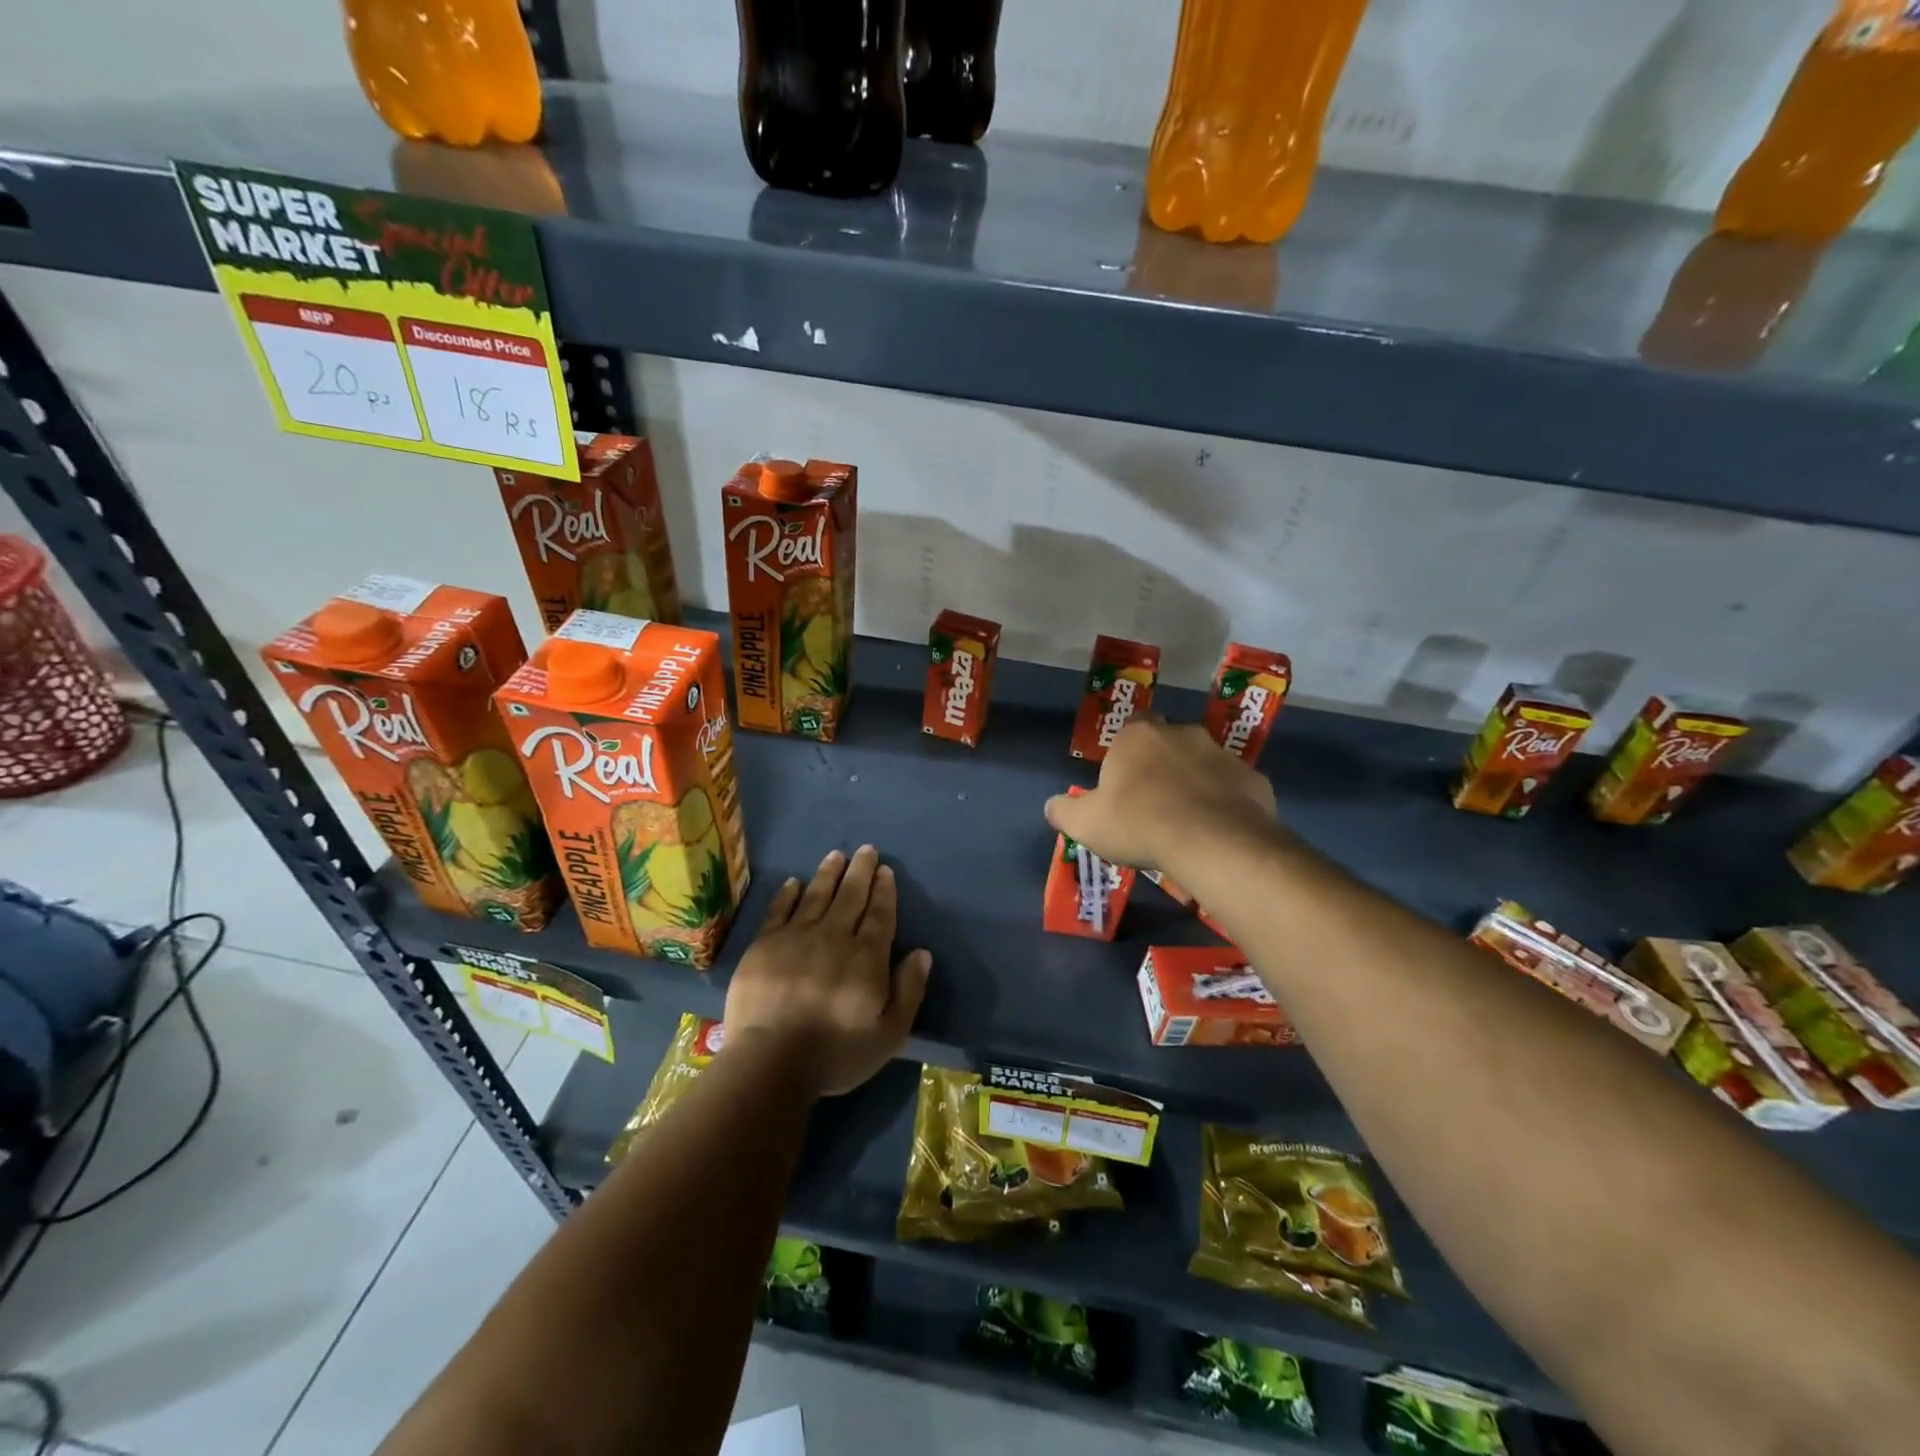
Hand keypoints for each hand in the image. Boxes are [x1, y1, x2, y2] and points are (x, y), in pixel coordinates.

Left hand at [722, 845, 932, 1097]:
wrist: (770, 1062)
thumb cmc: (836, 1053)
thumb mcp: (889, 1034)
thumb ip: (908, 990)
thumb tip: (922, 953)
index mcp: (866, 956)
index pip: (879, 914)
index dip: (883, 891)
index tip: (885, 870)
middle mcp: (833, 937)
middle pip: (850, 896)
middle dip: (860, 871)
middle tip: (866, 850)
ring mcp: (795, 937)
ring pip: (816, 896)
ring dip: (828, 874)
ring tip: (836, 855)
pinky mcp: (764, 945)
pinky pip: (779, 910)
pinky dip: (788, 894)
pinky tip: (794, 882)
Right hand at [1045, 717, 1278, 875]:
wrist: (1213, 843)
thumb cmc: (1139, 824)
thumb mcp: (1085, 824)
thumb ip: (1063, 811)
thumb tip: (1052, 806)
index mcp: (1138, 737)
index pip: (1131, 727)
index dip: (1126, 753)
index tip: (1123, 782)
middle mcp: (1182, 734)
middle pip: (1169, 743)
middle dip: (1162, 765)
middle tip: (1154, 803)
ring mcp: (1222, 755)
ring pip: (1204, 764)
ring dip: (1196, 783)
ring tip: (1187, 821)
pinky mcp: (1254, 780)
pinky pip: (1234, 789)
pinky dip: (1226, 804)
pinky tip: (1217, 831)